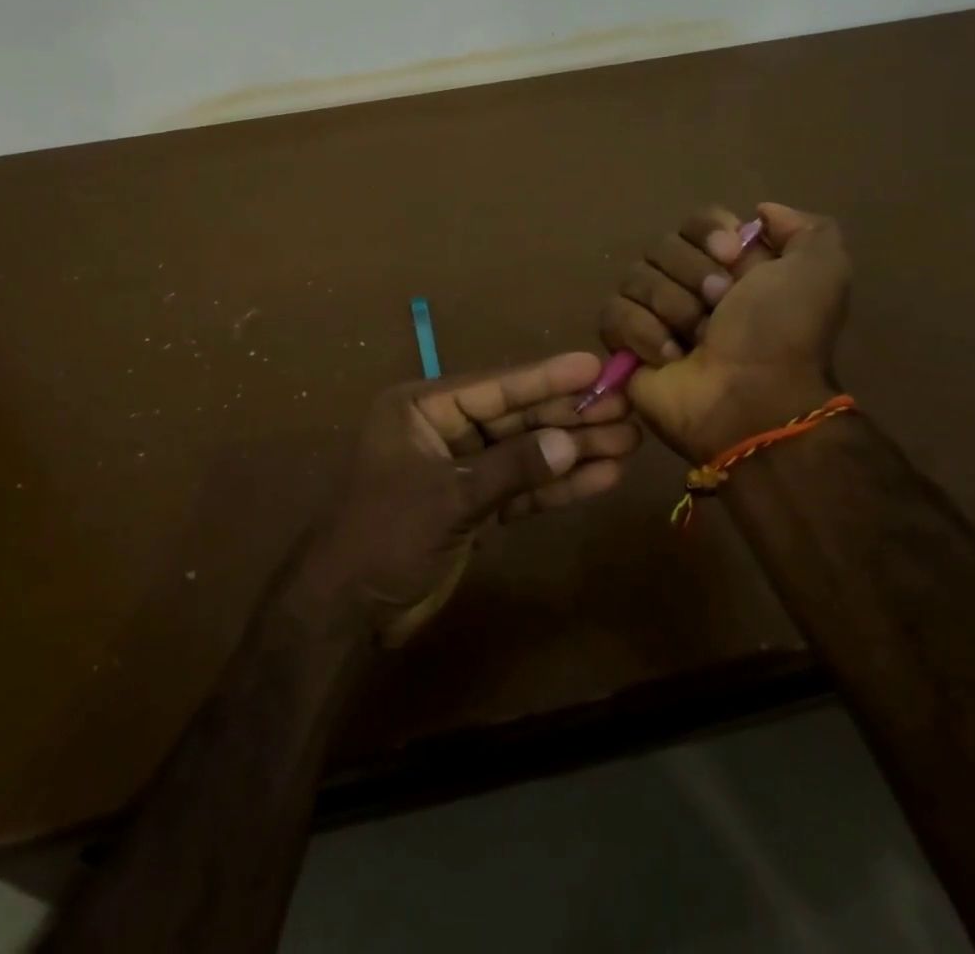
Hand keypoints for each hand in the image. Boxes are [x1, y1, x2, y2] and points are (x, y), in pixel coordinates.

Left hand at [303, 352, 639, 645]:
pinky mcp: (472, 505)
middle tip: (626, 407)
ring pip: (523, 452)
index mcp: (421, 408)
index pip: (494, 387)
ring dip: (571, 449)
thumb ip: (510, 468)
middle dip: (568, 415)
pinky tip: (600, 477)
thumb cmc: (385, 535)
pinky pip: (519, 488)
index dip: (546, 377)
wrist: (347, 609)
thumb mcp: (449, 497)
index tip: (594, 364)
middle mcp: (442, 429)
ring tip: (627, 441)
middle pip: (515, 417)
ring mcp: (459, 468)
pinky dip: (555, 486)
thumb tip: (568, 442)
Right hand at [598, 202, 850, 462]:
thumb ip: (807, 229)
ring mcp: (653, 314)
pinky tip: (668, 357)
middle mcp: (689, 284)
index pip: (696, 221)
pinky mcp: (624, 343)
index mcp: (731, 266)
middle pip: (661, 246)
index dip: (708, 233)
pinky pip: (613, 313)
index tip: (731, 256)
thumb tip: (761, 213)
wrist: (752, 401)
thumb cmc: (783, 335)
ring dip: (671, 307)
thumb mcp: (821, 272)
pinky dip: (641, 332)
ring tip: (694, 340)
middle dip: (691, 276)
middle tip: (718, 307)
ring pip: (634, 277)